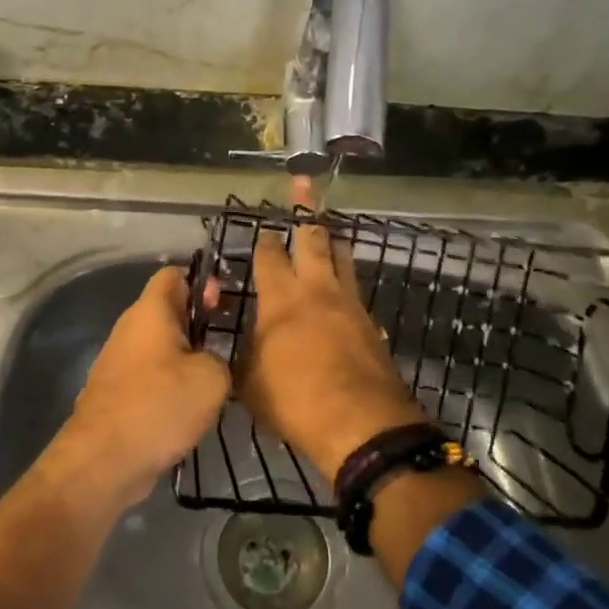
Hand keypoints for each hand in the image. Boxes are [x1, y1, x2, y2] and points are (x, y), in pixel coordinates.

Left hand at [53, 266, 231, 507]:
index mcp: (150, 311)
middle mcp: (129, 329)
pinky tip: (189, 409)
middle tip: (228, 346)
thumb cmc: (159, 406)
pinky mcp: (114, 394)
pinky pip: (149, 376)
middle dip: (199, 323)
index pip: (173, 274)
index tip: (225, 305)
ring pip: (159, 347)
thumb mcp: (212, 377)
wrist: (103, 462)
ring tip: (214, 381)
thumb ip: (221, 357)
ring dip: (186, 358)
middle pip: (167, 311)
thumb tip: (210, 361)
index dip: (202, 282)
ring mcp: (117, 362)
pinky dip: (169, 385)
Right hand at [235, 178, 425, 481]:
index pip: (269, 256)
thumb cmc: (294, 400)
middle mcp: (317, 290)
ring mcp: (350, 305)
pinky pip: (355, 290)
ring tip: (328, 228)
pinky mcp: (371, 325)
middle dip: (305, 211)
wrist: (361, 425)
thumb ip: (242, 355)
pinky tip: (342, 289)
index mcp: (281, 298)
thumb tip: (237, 345)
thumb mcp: (248, 382)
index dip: (263, 240)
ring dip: (332, 240)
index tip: (261, 230)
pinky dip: (346, 280)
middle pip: (313, 239)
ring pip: (342, 258)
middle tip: (303, 183)